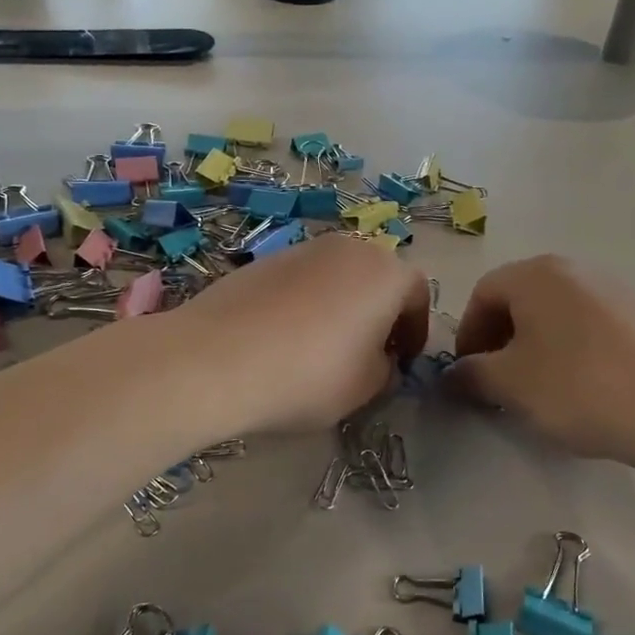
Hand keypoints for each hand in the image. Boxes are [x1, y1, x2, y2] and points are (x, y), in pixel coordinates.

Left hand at [174, 235, 429, 431]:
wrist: (217, 358)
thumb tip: (380, 360)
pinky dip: (306, 303)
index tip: (403, 362)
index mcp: (385, 272)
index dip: (416, 332)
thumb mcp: (366, 387)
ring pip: (338, 276)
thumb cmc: (310, 374)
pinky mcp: (264, 259)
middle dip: (379, 313)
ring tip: (323, 347)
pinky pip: (301, 280)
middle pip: (377, 278)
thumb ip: (386, 369)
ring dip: (342, 305)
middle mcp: (349, 248)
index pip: (417, 295)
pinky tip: (284, 338)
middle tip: (368, 353)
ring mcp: (303, 248)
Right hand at [446, 255, 634, 463]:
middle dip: (501, 340)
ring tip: (540, 387)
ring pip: (555, 313)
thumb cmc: (578, 387)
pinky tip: (583, 387)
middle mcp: (573, 268)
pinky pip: (589, 325)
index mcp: (535, 274)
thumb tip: (454, 374)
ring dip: (535, 345)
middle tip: (499, 382)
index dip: (468, 334)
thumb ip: (470, 374)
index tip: (469, 374)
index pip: (483, 293)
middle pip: (520, 299)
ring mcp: (613, 289)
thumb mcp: (509, 385)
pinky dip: (571, 349)